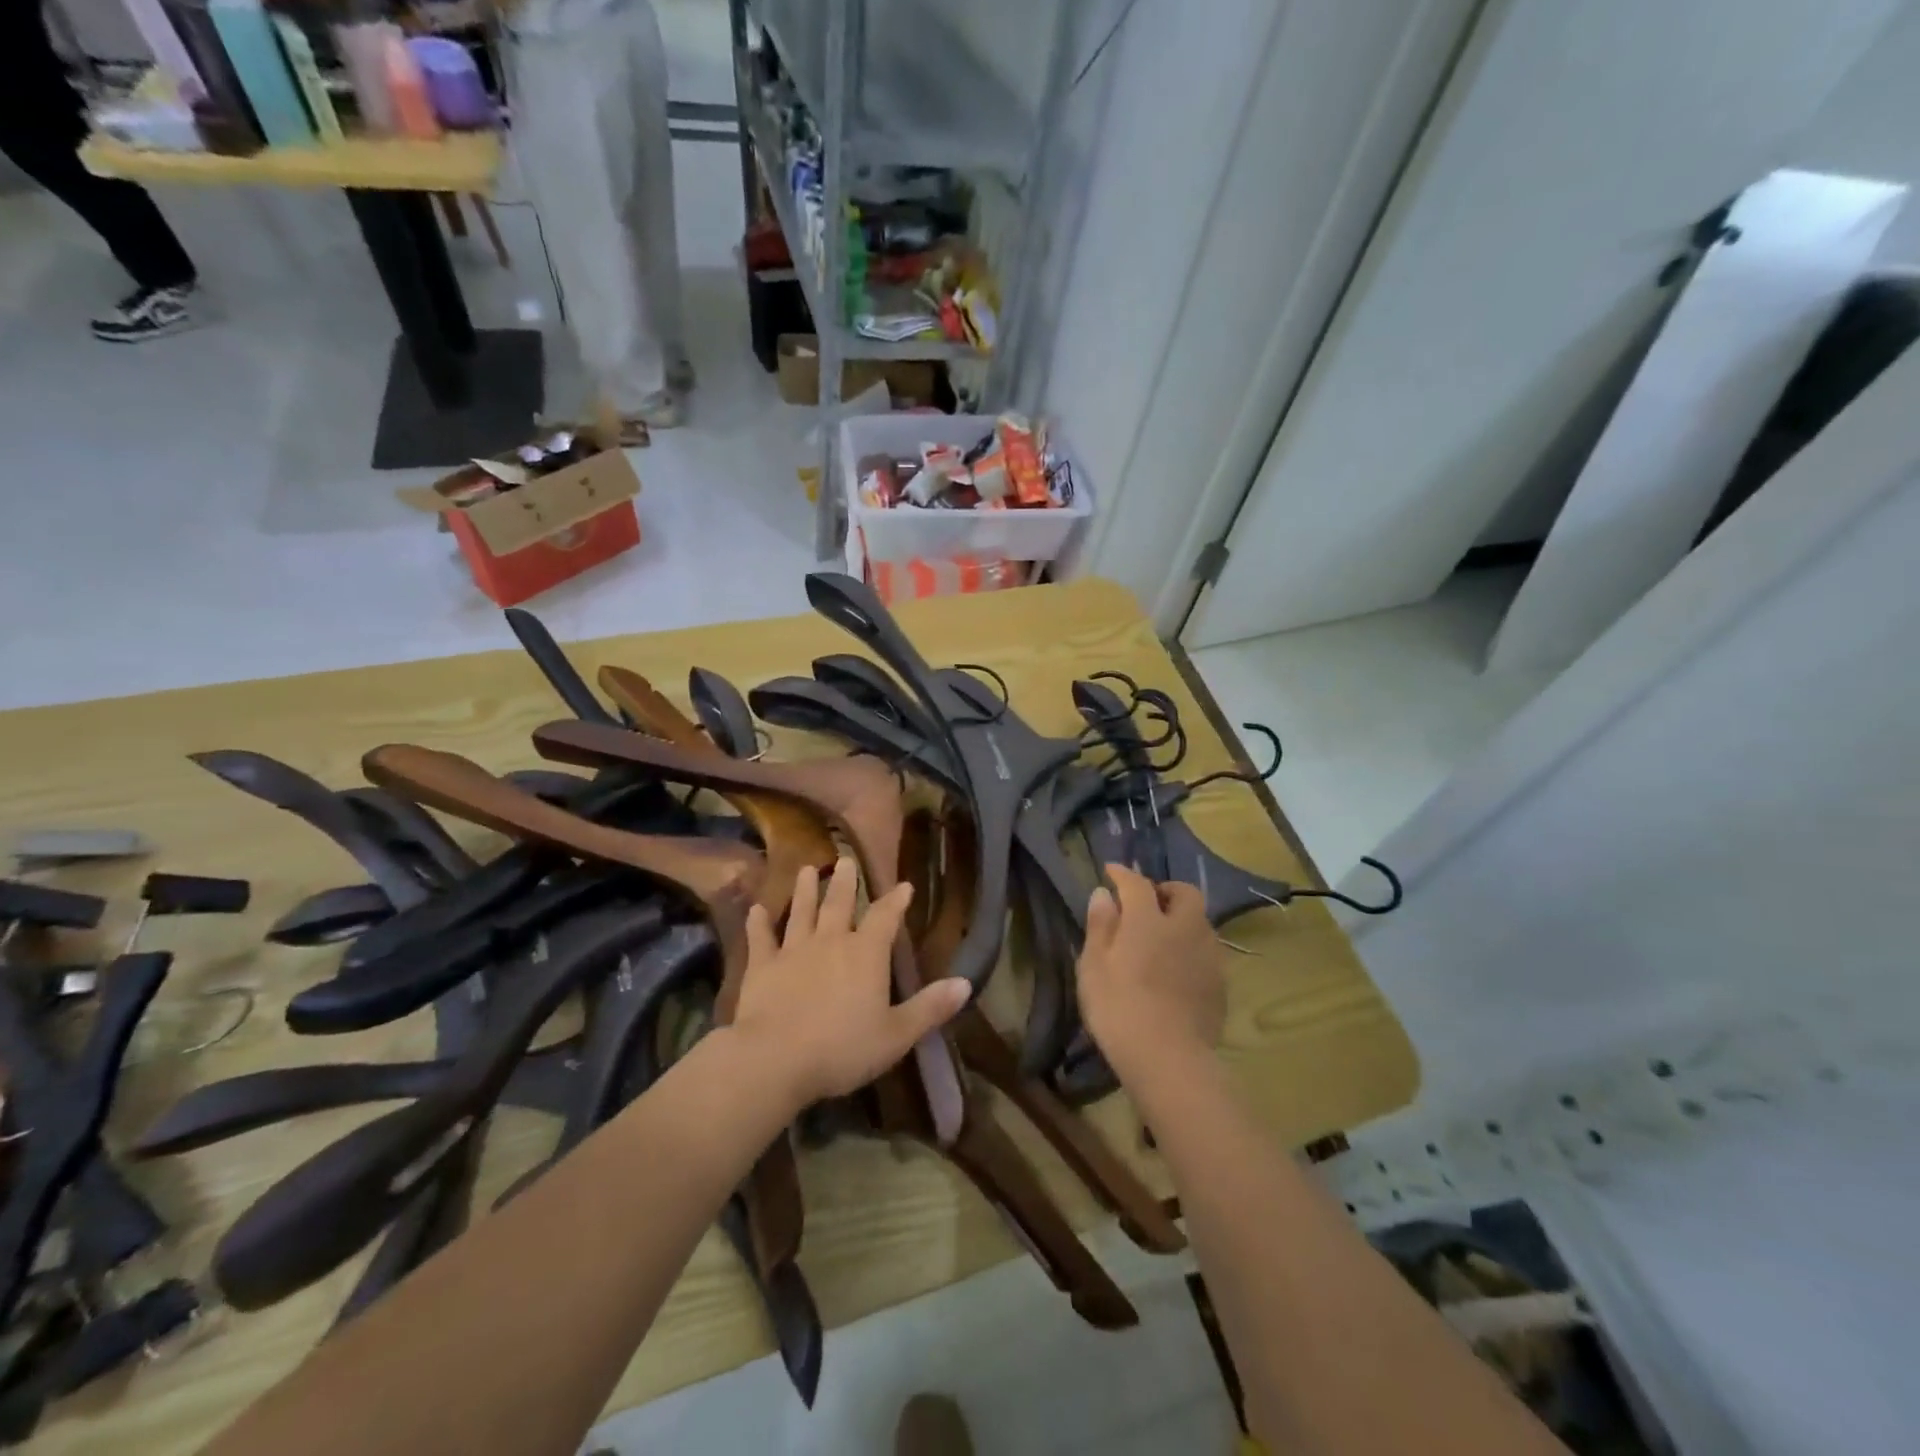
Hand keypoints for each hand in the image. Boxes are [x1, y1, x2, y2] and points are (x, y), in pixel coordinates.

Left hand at [735, 858, 969, 1106]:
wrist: (775, 1059)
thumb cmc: (842, 1048)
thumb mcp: (896, 1034)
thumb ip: (930, 1008)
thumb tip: (966, 983)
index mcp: (866, 953)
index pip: (885, 918)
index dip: (896, 900)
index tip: (904, 885)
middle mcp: (830, 941)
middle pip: (840, 904)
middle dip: (846, 882)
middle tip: (846, 859)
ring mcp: (793, 951)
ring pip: (801, 912)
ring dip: (805, 890)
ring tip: (808, 870)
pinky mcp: (761, 967)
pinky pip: (761, 939)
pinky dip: (758, 924)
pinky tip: (756, 909)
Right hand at [1077, 864, 1225, 1073]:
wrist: (1169, 1059)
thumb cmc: (1119, 1009)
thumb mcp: (1094, 967)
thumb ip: (1100, 926)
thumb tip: (1103, 894)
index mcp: (1149, 919)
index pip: (1137, 883)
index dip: (1123, 874)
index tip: (1111, 871)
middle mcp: (1185, 928)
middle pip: (1184, 893)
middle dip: (1165, 890)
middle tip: (1146, 903)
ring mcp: (1208, 955)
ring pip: (1200, 921)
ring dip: (1182, 918)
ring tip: (1162, 936)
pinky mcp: (1220, 983)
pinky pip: (1206, 951)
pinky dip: (1191, 948)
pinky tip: (1177, 968)